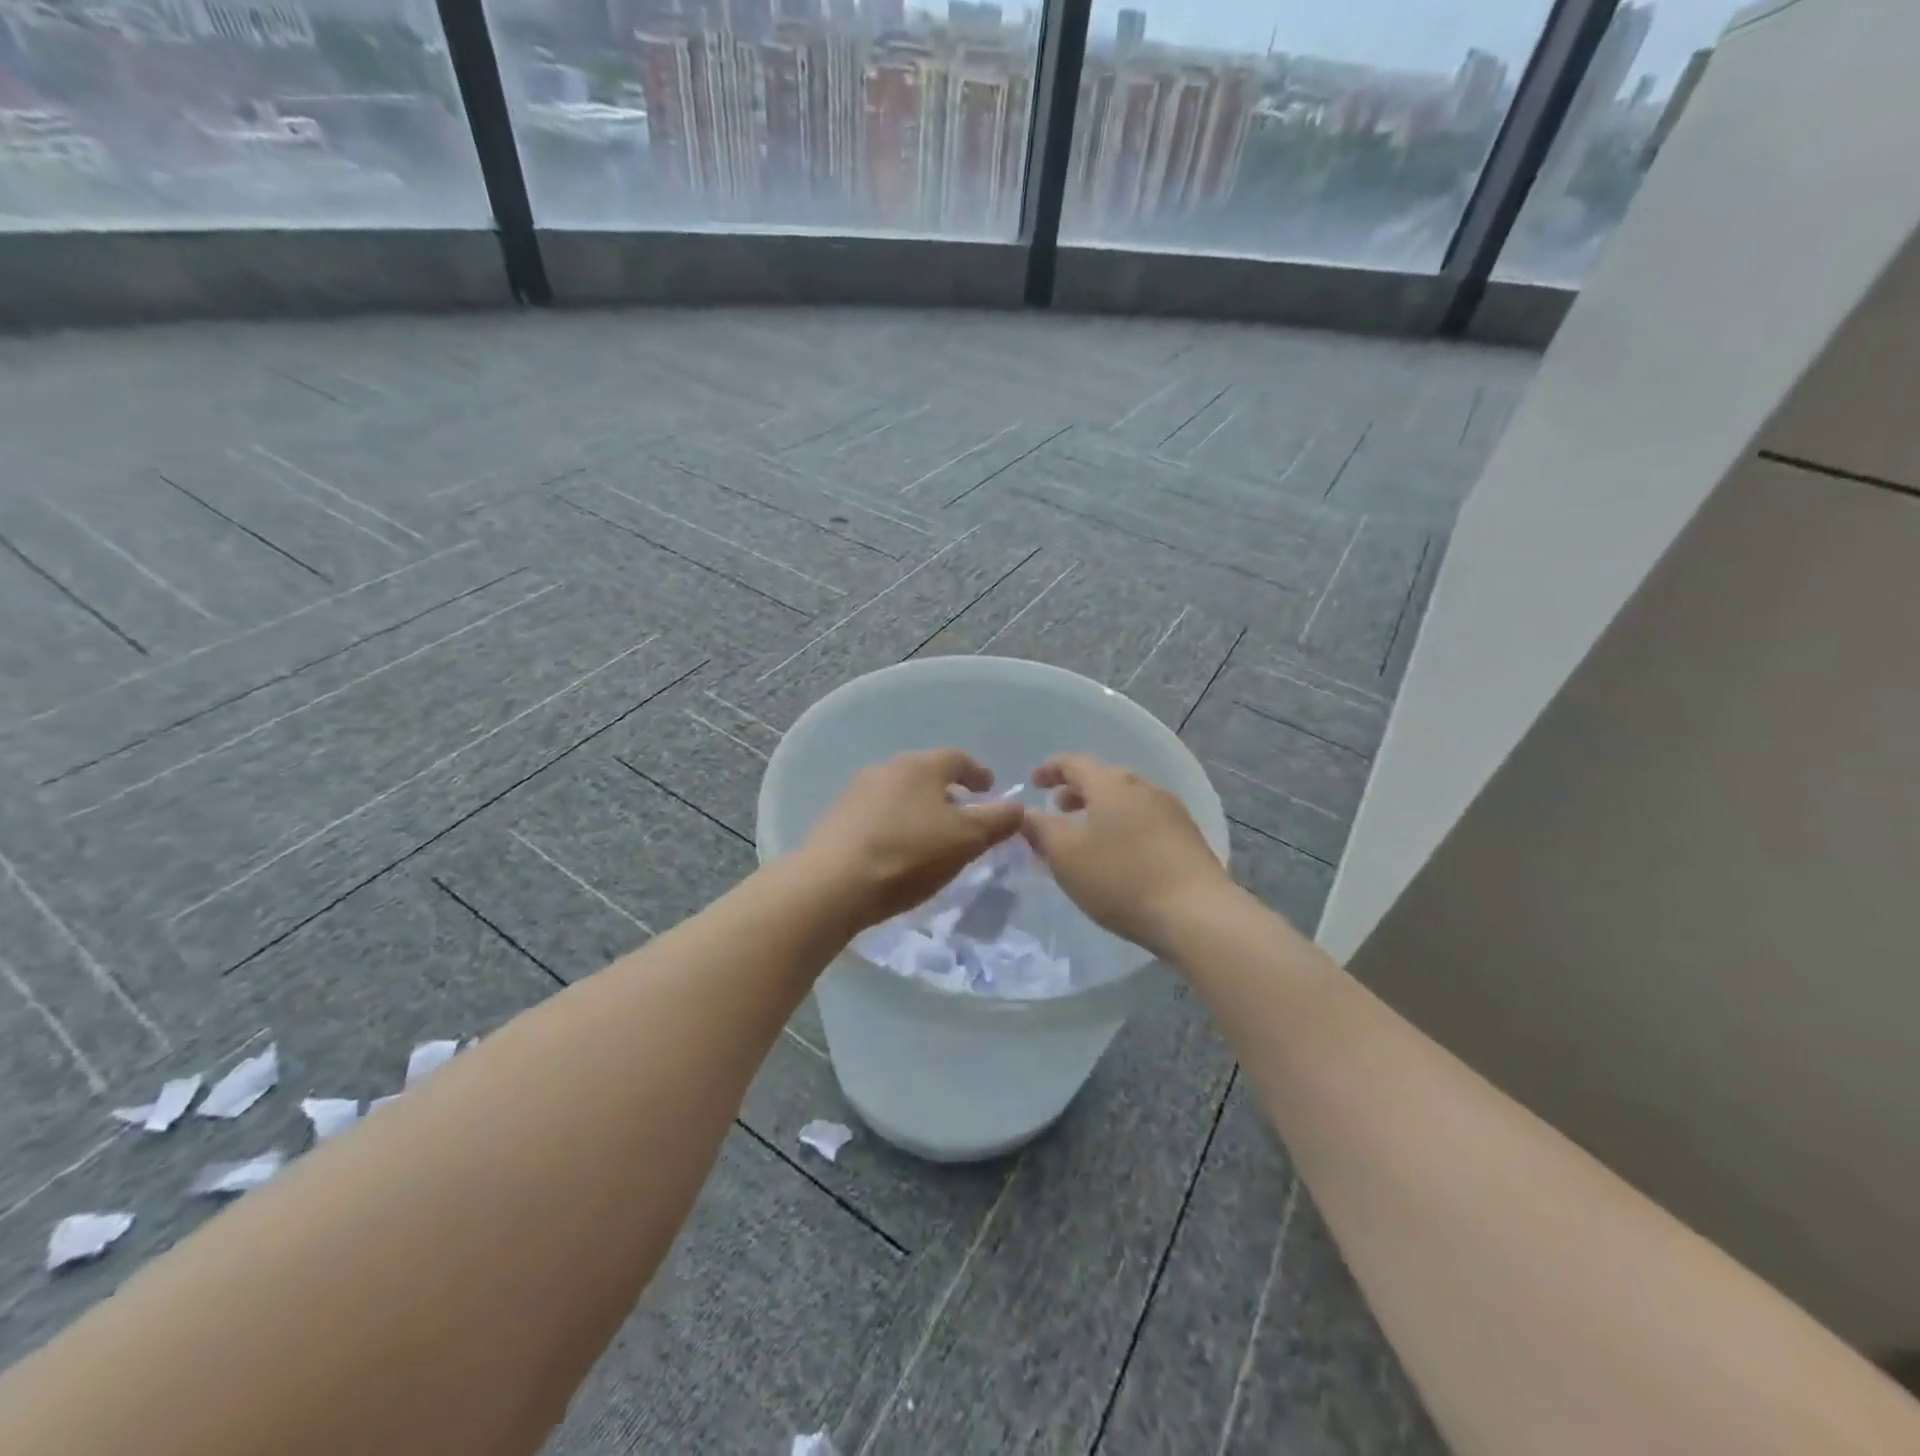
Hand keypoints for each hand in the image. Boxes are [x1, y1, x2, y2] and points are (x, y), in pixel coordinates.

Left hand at [798, 748, 1025, 931]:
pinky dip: (896, 825)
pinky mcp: (836, 819)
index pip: (957, 758)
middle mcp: (886, 769)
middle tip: (964, 814)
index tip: (990, 788)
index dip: (978, 773)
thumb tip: (1017, 807)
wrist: (832, 884)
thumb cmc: (908, 855)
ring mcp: (856, 793)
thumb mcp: (966, 839)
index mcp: (919, 766)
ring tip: (932, 836)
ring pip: (900, 794)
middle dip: (948, 792)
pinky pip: (877, 815)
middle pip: (926, 774)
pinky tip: (898, 851)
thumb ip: (998, 820)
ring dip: (920, 809)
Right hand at [1023, 753, 1233, 953]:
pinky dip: (1123, 828)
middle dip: (1077, 793)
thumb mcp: (1066, 856)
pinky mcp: (1189, 838)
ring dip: (1101, 812)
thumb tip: (1029, 814)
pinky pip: (1145, 822)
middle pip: (1104, 780)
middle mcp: (1143, 788)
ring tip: (1087, 838)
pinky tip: (1120, 857)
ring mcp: (1172, 811)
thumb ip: (1041, 830)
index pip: (1074, 763)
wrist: (1196, 913)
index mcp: (1111, 784)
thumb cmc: (1120, 878)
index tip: (1033, 783)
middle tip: (1058, 811)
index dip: (1050, 769)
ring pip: (1126, 802)